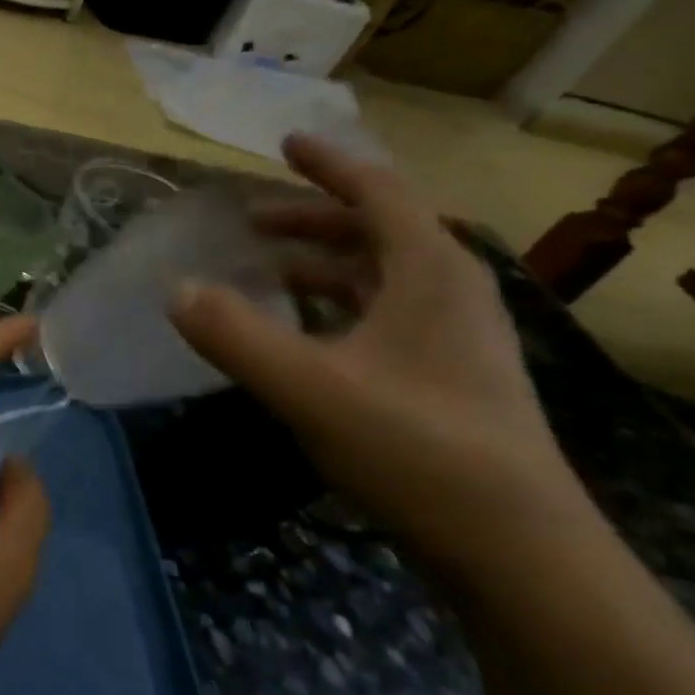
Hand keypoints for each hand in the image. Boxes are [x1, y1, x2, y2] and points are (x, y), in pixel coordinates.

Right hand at [171, 135, 587, 567]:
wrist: (517, 551)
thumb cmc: (416, 448)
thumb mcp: (309, 388)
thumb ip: (235, 335)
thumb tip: (177, 290)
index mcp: (429, 272)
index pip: (378, 192)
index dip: (328, 163)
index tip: (286, 143)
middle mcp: (450, 292)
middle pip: (378, 231)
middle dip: (312, 218)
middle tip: (251, 222)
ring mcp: (455, 337)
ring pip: (380, 276)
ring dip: (322, 264)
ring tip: (267, 273)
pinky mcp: (449, 377)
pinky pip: (384, 315)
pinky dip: (337, 307)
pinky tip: (303, 336)